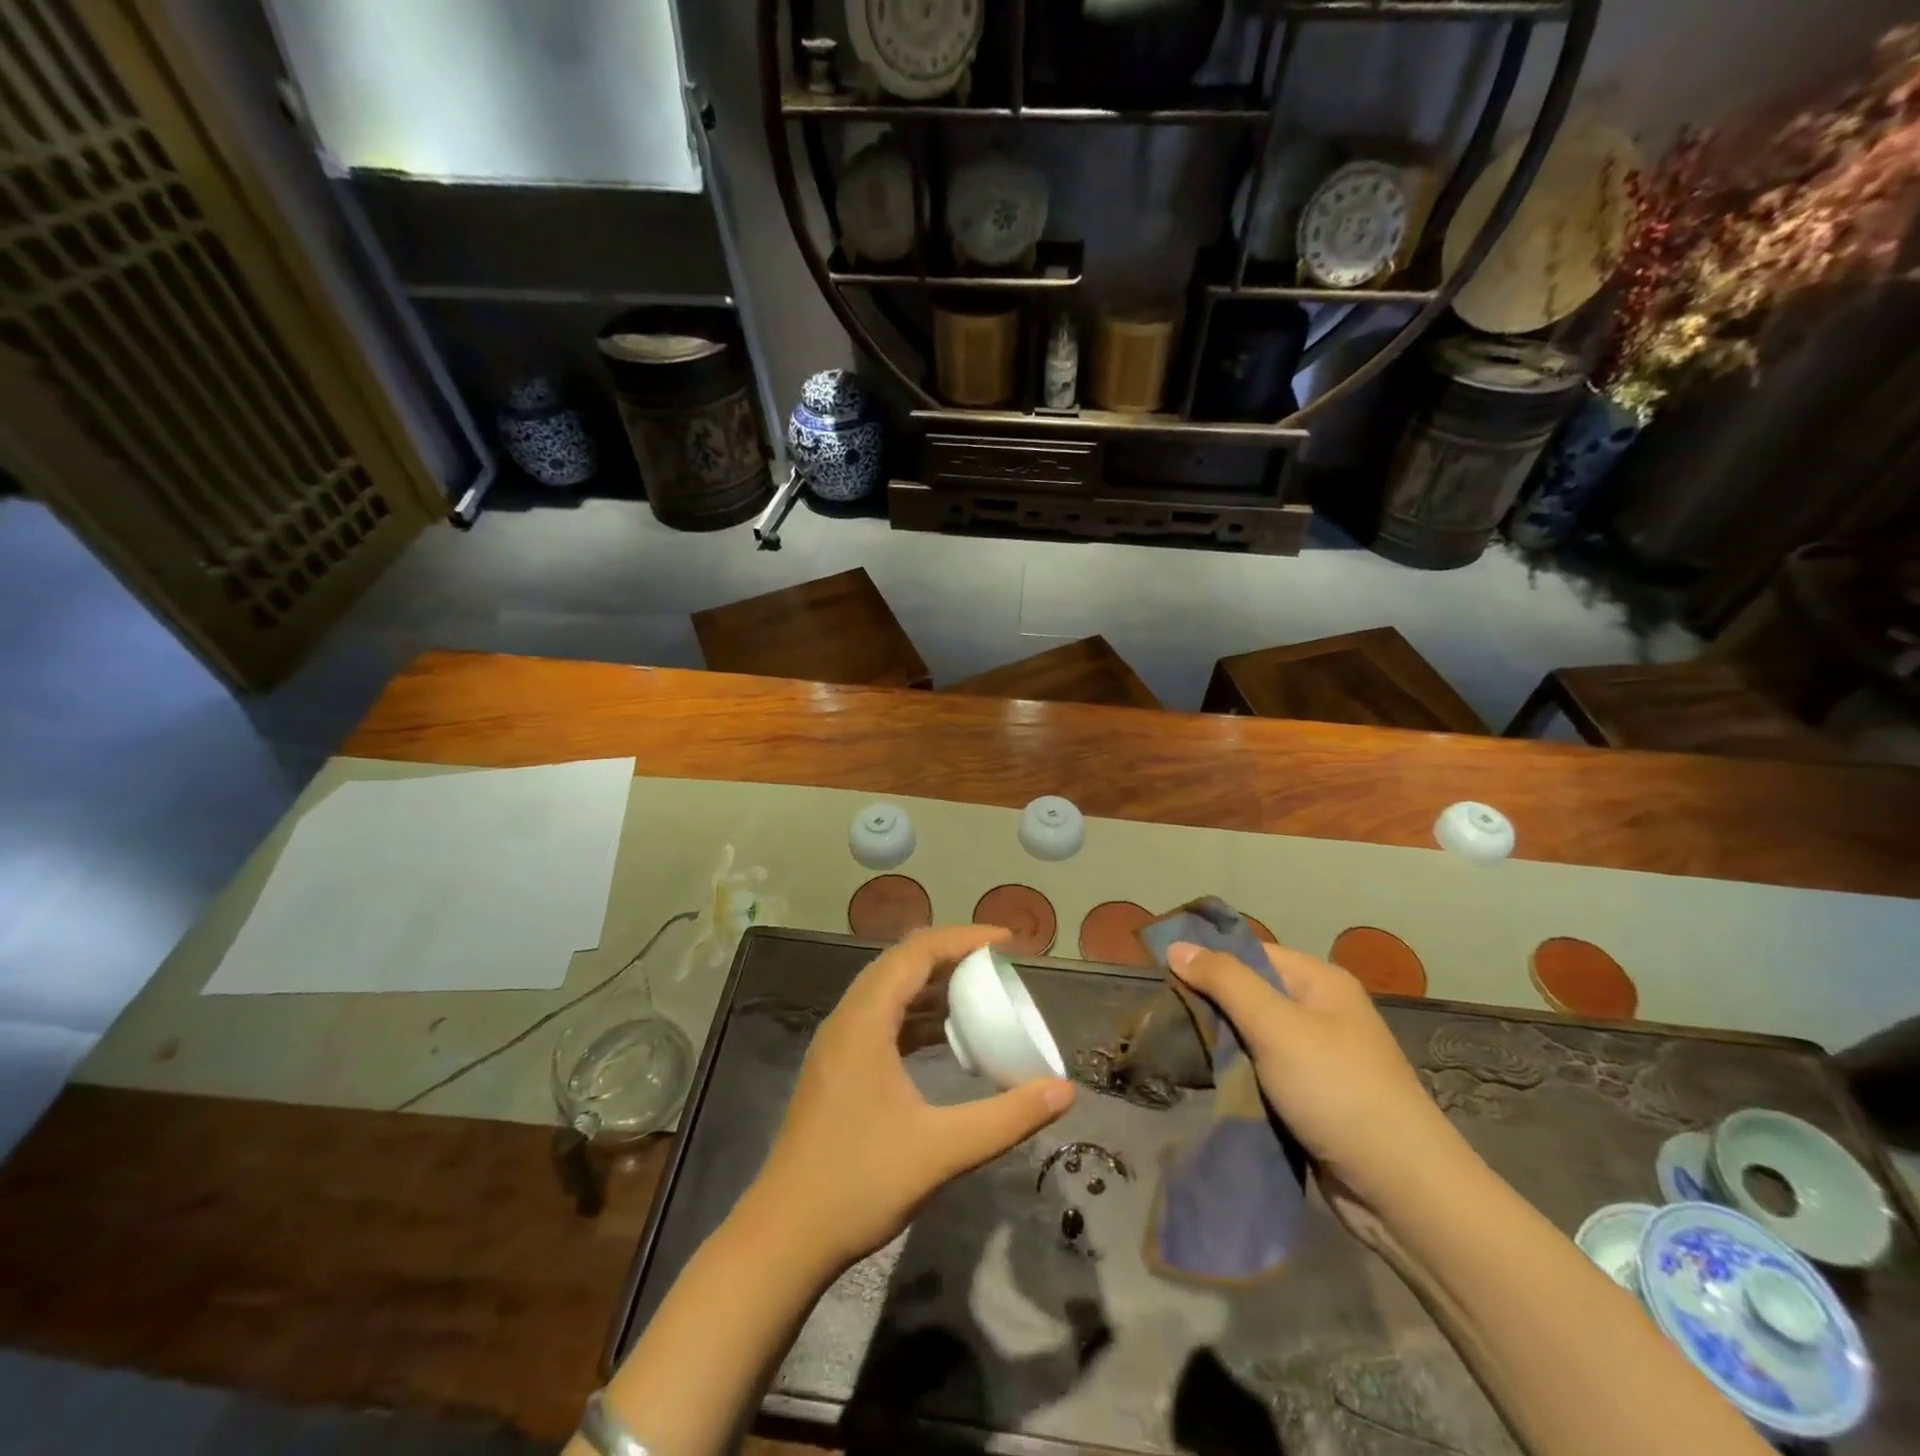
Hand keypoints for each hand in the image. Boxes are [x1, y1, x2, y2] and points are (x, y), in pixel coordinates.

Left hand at [750, 925, 1075, 1274]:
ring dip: (934, 985)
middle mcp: (847, 1019)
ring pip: (890, 991)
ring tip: (981, 994)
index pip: (917, 952)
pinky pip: (883, 1020)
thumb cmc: (858, 1185)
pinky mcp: (838, 1069)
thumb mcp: (941, 1151)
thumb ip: (1006, 1118)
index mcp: (864, 1020)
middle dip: (952, 955)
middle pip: (902, 963)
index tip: (1008, 942)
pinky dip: (918, 1016)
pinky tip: (946, 1039)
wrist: (783, 1239)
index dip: (964, 938)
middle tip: (998, 965)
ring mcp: (838, 1045)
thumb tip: (1064, 1091)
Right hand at [1166, 939, 1472, 1249]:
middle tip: (1162, 1017)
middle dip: (1208, 1004)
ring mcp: (1317, 1056)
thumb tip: (1176, 946)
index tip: (1160, 974)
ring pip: (1251, 1035)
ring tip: (1174, 1047)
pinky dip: (1235, 1073)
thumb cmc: (1337, 1090)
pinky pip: (1262, 1070)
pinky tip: (1206, 1079)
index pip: (1250, 952)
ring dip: (1219, 1043)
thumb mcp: (1275, 1025)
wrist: (1402, 1190)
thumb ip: (1224, 981)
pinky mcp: (1311, 1097)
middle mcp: (1320, 1011)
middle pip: (1248, 992)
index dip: (1206, 960)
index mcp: (1319, 981)